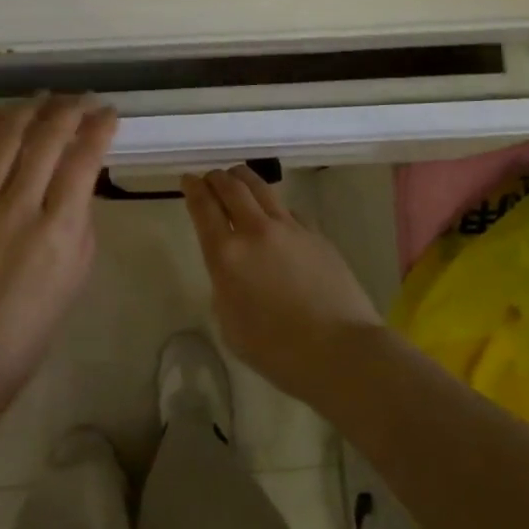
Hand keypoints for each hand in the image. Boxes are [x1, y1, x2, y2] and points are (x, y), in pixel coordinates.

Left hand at [0, 95, 117, 411]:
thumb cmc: (31, 327)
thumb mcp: (76, 277)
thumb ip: (80, 223)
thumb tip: (76, 183)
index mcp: (59, 231)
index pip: (84, 160)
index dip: (99, 128)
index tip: (108, 113)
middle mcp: (19, 208)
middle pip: (47, 139)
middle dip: (69, 109)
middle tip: (81, 100)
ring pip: (6, 139)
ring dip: (29, 110)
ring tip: (44, 98)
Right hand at [182, 166, 383, 403]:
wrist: (340, 350)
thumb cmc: (277, 350)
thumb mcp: (230, 325)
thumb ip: (225, 287)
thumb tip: (233, 271)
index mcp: (227, 255)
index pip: (203, 207)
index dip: (192, 188)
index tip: (188, 179)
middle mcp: (256, 231)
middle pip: (231, 187)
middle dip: (217, 178)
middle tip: (210, 178)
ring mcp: (290, 229)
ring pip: (262, 188)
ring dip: (243, 179)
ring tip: (237, 178)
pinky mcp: (316, 234)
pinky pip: (288, 210)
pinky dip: (273, 206)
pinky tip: (274, 215)